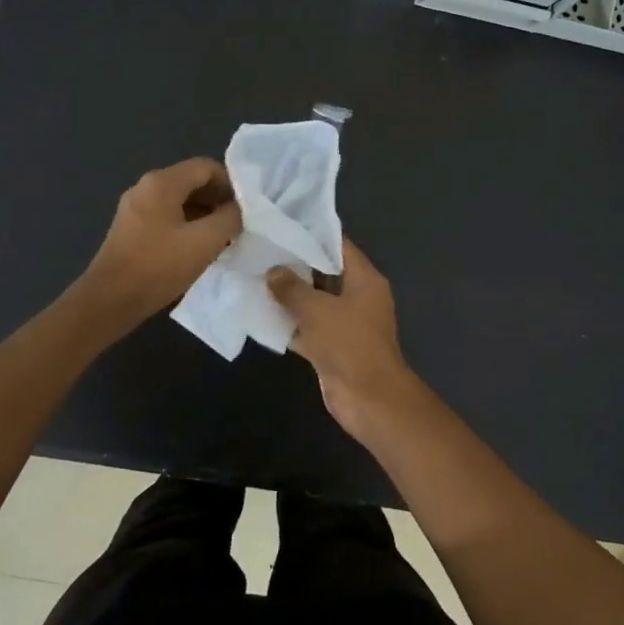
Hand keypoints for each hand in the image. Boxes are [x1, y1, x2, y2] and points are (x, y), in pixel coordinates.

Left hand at [82, 157, 240, 328]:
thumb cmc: (159, 267)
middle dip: (218, 200)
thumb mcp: (205, 242)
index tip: (246, 209)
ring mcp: (135, 207)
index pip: (206, 167)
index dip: (231, 184)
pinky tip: (197, 249)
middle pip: (192, 181)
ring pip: (179, 201)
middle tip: (237, 226)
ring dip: (204, 215)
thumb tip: (239, 208)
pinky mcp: (130, 228)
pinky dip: (186, 225)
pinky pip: (166, 216)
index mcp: (162, 182)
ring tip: (222, 240)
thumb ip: (229, 218)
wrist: (110, 300)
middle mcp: (145, 187)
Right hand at [266, 239, 416, 437]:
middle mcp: (357, 297)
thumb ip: (292, 288)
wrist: (369, 399)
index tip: (282, 225)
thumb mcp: (317, 309)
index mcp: (364, 280)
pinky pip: (308, 328)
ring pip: (313, 302)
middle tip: (260, 250)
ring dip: (288, 296)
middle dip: (294, 265)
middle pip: (323, 273)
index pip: (338, 246)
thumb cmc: (349, 344)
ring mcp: (345, 324)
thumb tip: (273, 272)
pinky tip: (259, 315)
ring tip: (254, 277)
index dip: (312, 234)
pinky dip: (288, 324)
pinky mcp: (332, 347)